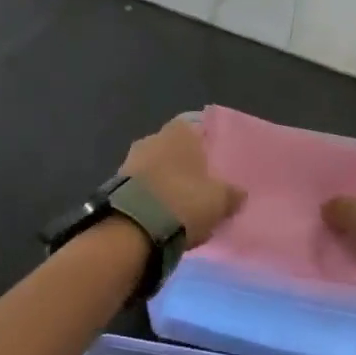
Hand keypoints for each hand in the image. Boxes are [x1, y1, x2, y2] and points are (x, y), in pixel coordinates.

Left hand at [121, 117, 244, 248]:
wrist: (133, 227)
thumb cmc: (183, 201)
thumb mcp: (219, 200)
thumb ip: (232, 193)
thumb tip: (239, 193)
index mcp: (179, 131)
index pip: (196, 127)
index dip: (206, 144)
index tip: (215, 163)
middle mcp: (153, 138)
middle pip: (175, 149)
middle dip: (185, 165)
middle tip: (201, 186)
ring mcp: (131, 160)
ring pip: (156, 168)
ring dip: (166, 182)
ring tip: (181, 206)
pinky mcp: (116, 184)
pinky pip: (142, 187)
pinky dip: (151, 197)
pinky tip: (162, 216)